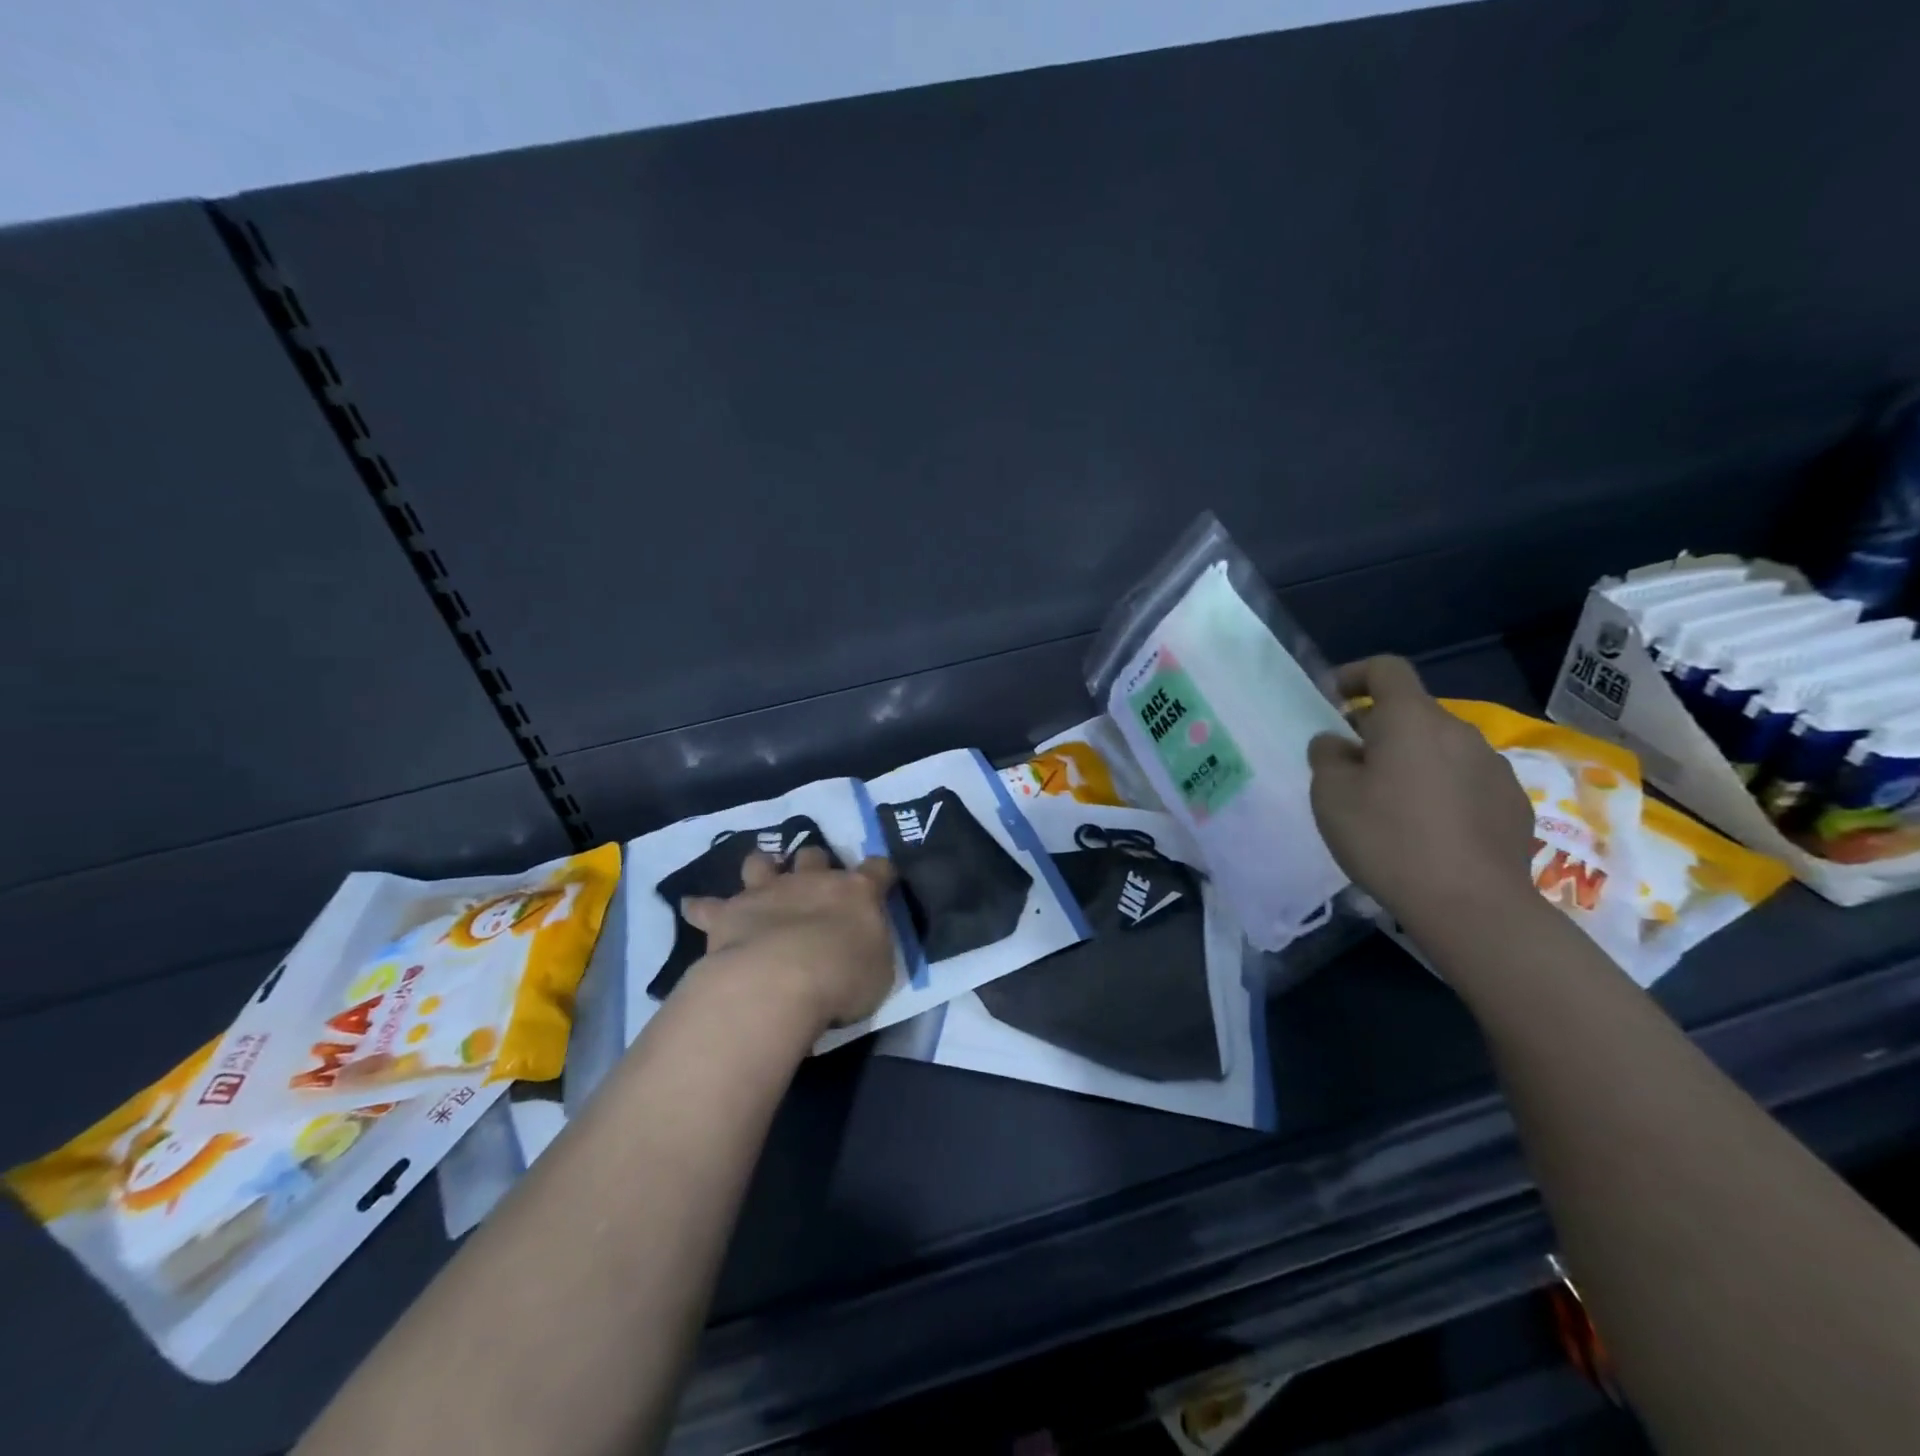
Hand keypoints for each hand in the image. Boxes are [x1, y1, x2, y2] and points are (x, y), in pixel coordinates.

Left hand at [679, 847, 898, 1035]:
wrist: (780, 980)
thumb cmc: (842, 979)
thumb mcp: (879, 970)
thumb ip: (872, 947)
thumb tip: (864, 942)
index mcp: (857, 893)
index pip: (877, 869)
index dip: (880, 874)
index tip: (881, 881)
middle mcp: (811, 881)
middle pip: (814, 855)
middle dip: (814, 864)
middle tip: (813, 883)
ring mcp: (767, 891)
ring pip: (760, 863)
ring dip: (760, 869)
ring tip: (759, 879)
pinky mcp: (728, 912)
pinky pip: (706, 905)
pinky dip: (701, 907)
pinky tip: (693, 908)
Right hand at [1308, 656, 1536, 934]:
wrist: (1471, 904)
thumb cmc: (1387, 838)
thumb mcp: (1330, 795)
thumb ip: (1327, 757)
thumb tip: (1337, 742)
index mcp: (1411, 720)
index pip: (1387, 669)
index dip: (1356, 675)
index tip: (1335, 699)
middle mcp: (1459, 732)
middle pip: (1412, 713)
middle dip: (1378, 729)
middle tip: (1351, 766)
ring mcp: (1493, 767)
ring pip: (1440, 748)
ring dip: (1411, 761)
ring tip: (1389, 804)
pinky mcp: (1513, 803)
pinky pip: (1465, 781)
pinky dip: (1441, 790)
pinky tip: (1427, 830)